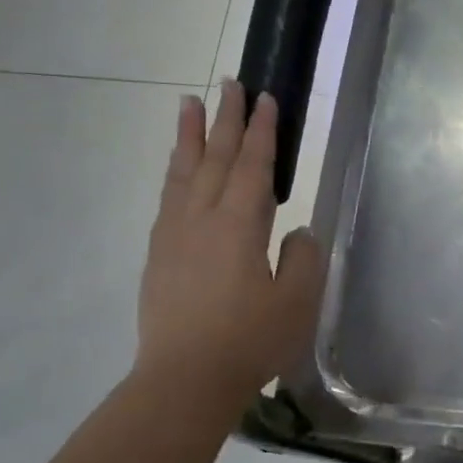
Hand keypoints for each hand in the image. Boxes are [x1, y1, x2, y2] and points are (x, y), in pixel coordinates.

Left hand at [136, 83, 323, 400]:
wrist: (185, 379)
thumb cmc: (250, 341)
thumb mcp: (296, 301)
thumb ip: (303, 258)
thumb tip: (297, 230)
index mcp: (239, 225)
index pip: (253, 166)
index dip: (262, 131)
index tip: (266, 99)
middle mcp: (201, 219)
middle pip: (215, 158)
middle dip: (225, 119)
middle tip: (230, 83)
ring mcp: (173, 235)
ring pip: (183, 172)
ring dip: (189, 136)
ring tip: (189, 104)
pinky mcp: (159, 256)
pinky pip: (167, 197)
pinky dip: (174, 172)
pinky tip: (177, 170)